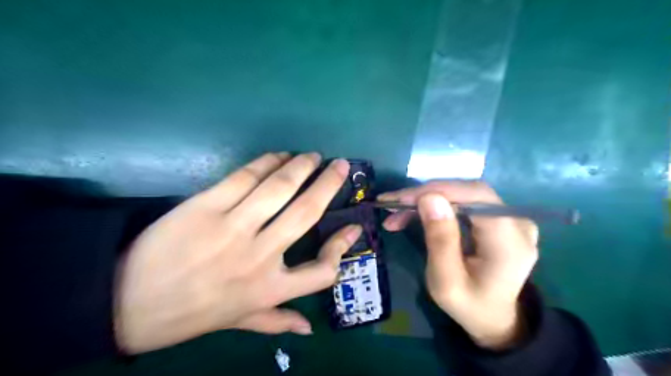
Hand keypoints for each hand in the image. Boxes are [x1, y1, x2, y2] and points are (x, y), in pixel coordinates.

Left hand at [115, 151, 360, 352]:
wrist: (128, 301)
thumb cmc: (193, 313)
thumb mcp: (240, 321)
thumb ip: (277, 322)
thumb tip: (309, 328)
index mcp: (270, 288)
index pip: (323, 271)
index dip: (343, 247)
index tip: (353, 226)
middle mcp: (259, 256)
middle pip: (306, 212)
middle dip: (329, 184)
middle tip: (340, 165)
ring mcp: (233, 227)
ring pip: (279, 187)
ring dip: (300, 166)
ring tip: (312, 156)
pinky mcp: (206, 206)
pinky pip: (245, 177)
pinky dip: (267, 162)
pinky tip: (278, 156)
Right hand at [377, 181, 538, 349]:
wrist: (494, 318)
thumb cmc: (468, 305)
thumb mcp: (446, 282)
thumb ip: (440, 240)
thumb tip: (429, 198)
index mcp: (509, 242)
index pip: (475, 197)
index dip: (437, 190)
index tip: (400, 199)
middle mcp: (517, 223)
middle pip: (468, 192)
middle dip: (426, 194)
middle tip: (392, 204)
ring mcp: (511, 218)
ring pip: (464, 194)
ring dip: (428, 199)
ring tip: (398, 212)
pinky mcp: (500, 218)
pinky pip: (466, 201)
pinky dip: (438, 204)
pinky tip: (417, 212)